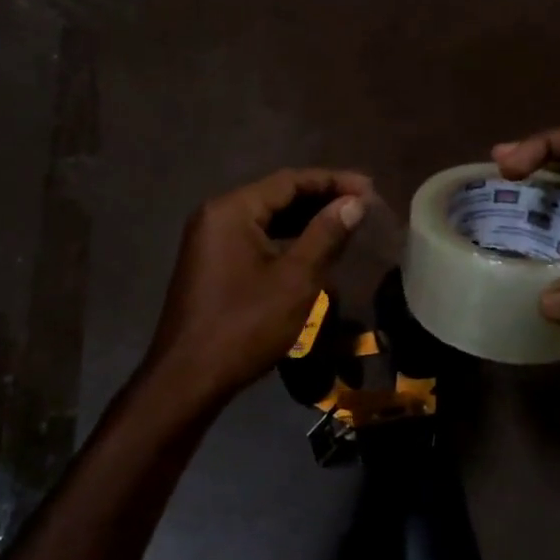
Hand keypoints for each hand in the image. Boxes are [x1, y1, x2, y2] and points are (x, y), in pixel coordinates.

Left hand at [144, 168, 373, 407]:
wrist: (188, 377)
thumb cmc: (245, 325)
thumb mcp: (295, 280)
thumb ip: (326, 235)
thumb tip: (354, 202)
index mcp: (232, 210)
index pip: (290, 181)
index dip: (333, 181)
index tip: (370, 189)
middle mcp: (216, 215)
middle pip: (276, 195)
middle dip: (320, 199)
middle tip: (362, 205)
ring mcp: (210, 241)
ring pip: (266, 219)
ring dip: (305, 220)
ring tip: (345, 224)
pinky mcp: (211, 264)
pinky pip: (254, 239)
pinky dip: (285, 239)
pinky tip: (312, 249)